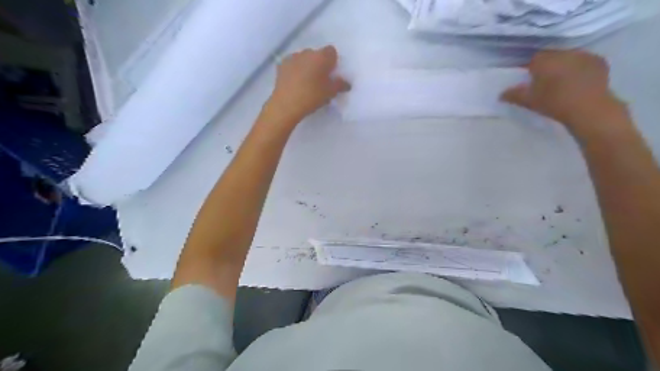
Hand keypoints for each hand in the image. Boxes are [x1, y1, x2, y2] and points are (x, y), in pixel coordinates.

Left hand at [264, 44, 349, 123]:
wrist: (286, 104)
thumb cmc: (312, 96)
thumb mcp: (330, 93)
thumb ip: (340, 85)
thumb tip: (347, 83)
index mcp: (321, 56)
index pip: (331, 51)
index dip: (333, 62)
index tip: (332, 74)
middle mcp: (307, 52)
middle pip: (317, 54)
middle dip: (319, 64)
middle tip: (321, 80)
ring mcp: (292, 58)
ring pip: (304, 59)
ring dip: (307, 67)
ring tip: (307, 83)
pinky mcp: (281, 66)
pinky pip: (293, 65)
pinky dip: (296, 71)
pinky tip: (295, 83)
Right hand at [501, 51, 627, 136]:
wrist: (588, 108)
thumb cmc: (554, 103)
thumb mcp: (529, 101)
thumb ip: (514, 95)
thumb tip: (501, 94)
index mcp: (545, 60)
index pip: (534, 59)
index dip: (531, 69)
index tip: (530, 79)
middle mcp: (564, 53)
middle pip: (552, 56)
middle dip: (548, 66)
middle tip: (545, 81)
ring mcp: (584, 55)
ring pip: (569, 57)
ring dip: (564, 66)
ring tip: (562, 82)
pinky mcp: (599, 61)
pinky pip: (585, 61)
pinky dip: (580, 68)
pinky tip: (578, 81)